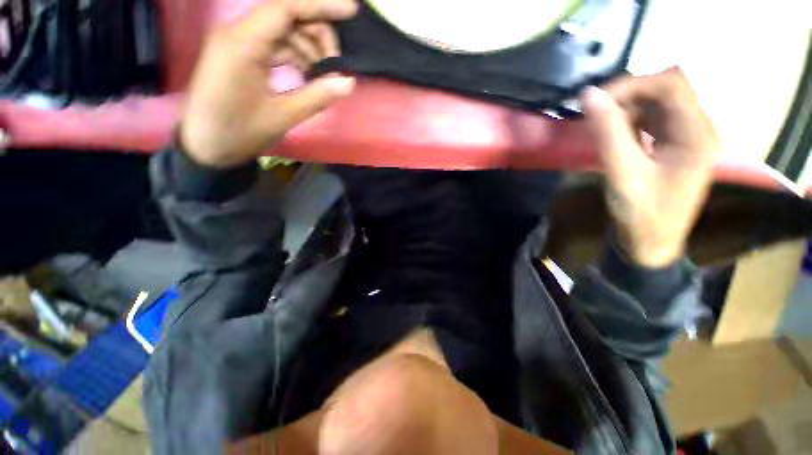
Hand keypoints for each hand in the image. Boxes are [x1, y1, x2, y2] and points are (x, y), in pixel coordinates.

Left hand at [180, 0, 357, 167]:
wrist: (206, 146)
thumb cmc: (241, 132)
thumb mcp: (283, 116)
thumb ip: (317, 96)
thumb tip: (348, 81)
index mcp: (243, 44)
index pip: (286, 8)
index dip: (321, 6)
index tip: (351, 11)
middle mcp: (237, 33)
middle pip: (286, 17)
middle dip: (316, 35)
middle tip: (335, 66)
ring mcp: (237, 43)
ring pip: (281, 31)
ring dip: (307, 48)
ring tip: (324, 75)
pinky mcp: (239, 55)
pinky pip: (273, 45)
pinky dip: (294, 56)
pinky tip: (308, 74)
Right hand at [582, 68, 718, 267]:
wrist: (651, 242)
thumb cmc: (641, 213)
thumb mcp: (622, 172)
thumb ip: (608, 132)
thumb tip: (589, 96)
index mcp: (696, 134)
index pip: (671, 85)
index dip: (632, 84)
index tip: (597, 100)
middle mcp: (698, 128)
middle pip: (668, 89)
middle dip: (629, 93)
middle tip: (597, 111)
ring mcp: (687, 136)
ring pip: (659, 102)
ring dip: (628, 106)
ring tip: (603, 124)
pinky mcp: (674, 144)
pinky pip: (654, 118)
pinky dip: (631, 119)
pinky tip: (615, 133)